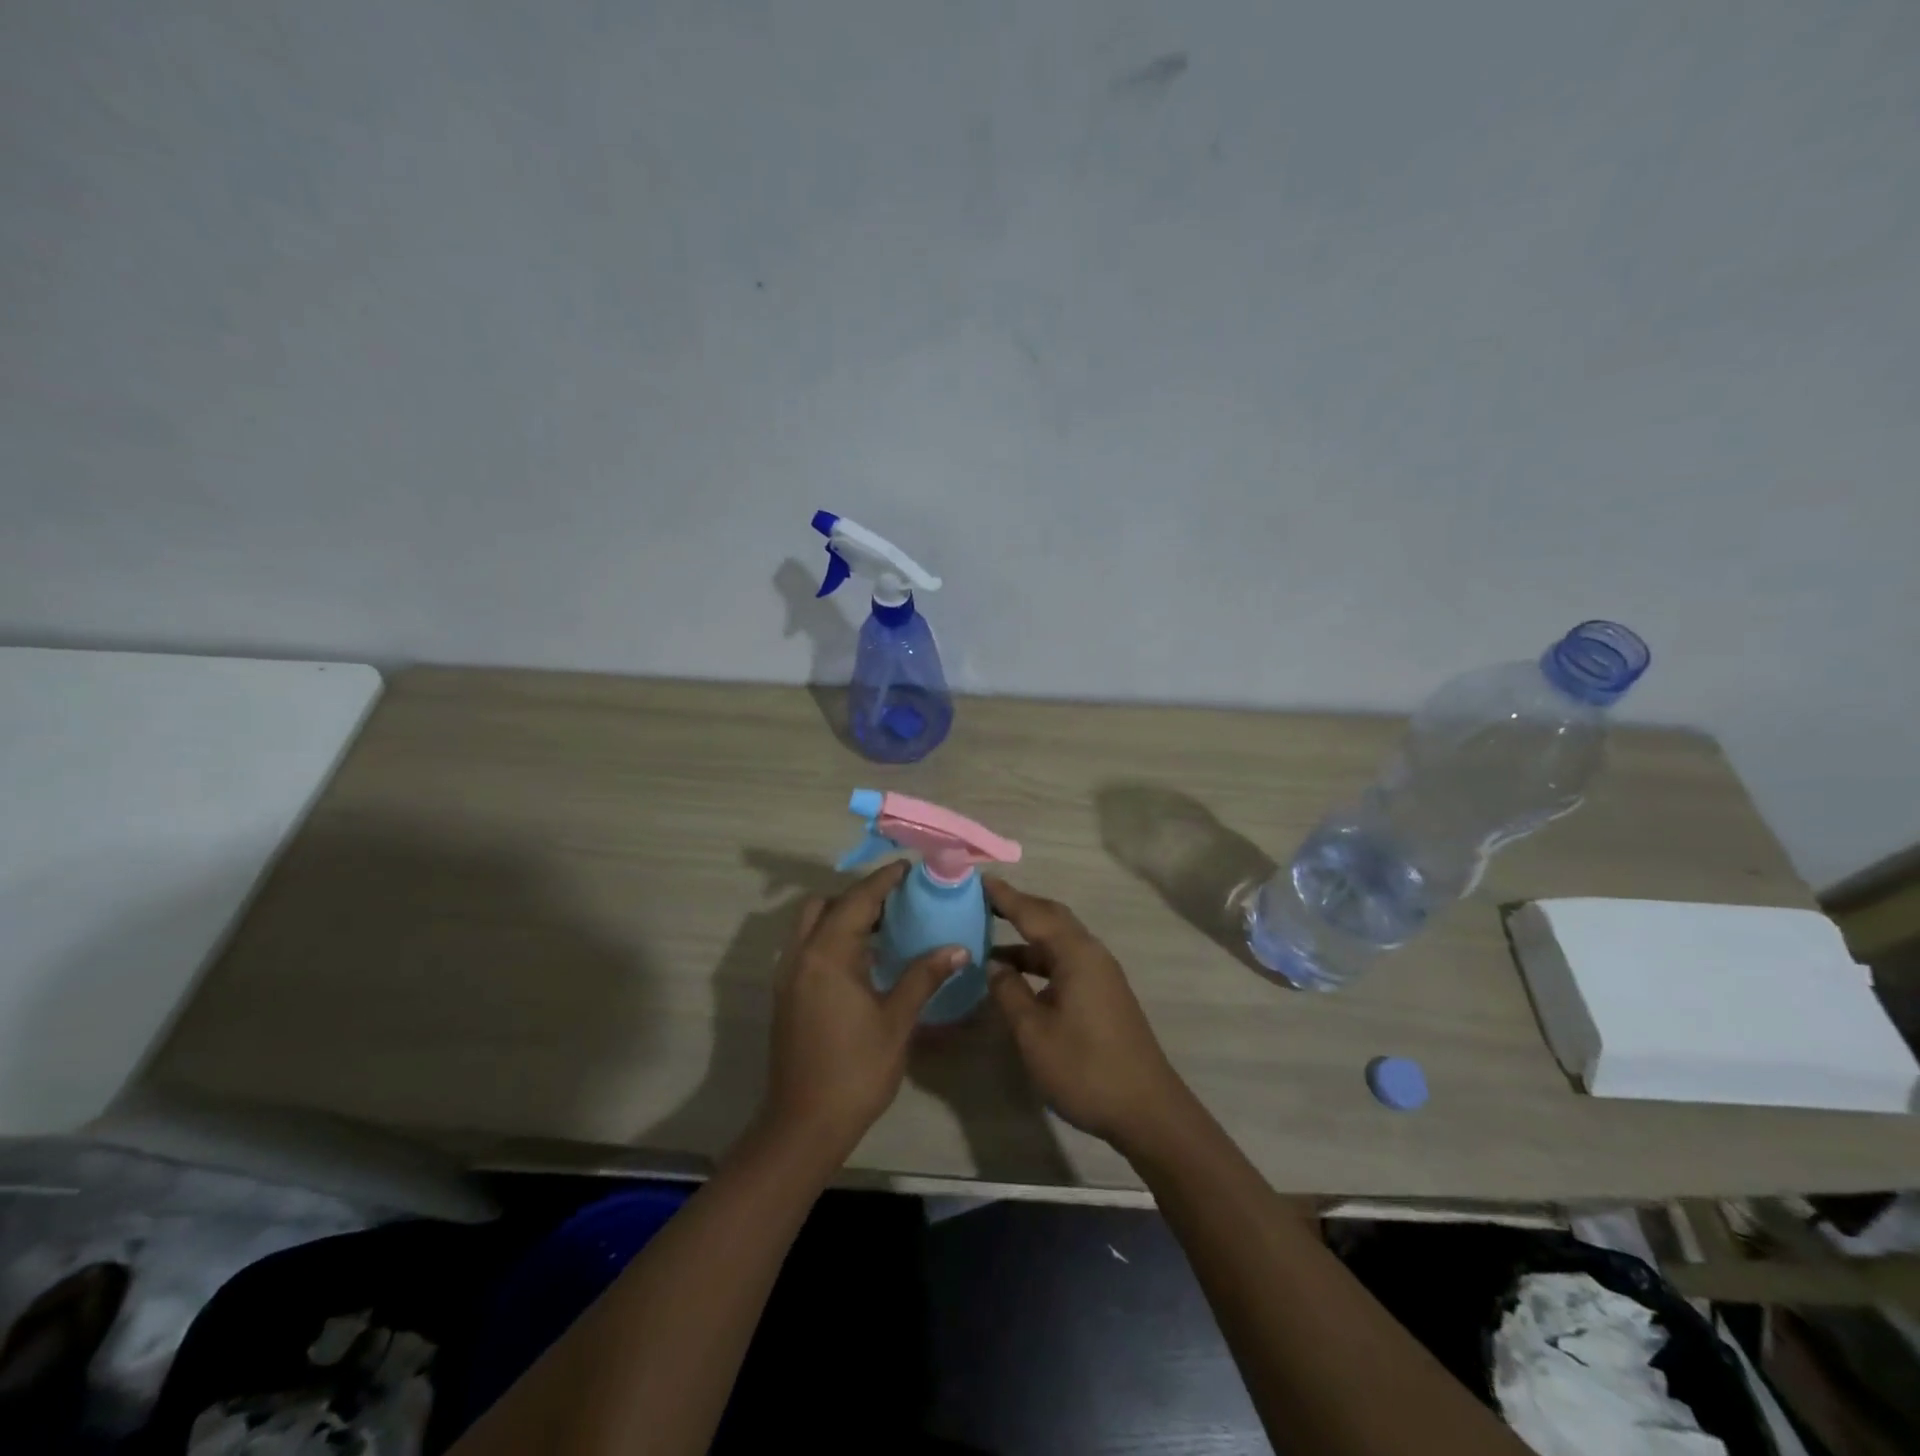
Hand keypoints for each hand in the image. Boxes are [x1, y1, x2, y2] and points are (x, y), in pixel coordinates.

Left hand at [760, 861, 965, 1161]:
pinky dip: (831, 937)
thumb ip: (924, 977)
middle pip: (826, 904)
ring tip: (883, 926)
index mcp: (828, 955)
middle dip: (859, 895)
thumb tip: (957, 947)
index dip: (884, 881)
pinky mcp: (786, 994)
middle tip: (896, 901)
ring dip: (842, 915)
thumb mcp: (896, 1021)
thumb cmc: (855, 1070)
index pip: (858, 901)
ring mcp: (788, 975)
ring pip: (811, 924)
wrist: (803, 1124)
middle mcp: (801, 955)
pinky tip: (862, 959)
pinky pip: (807, 946)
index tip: (908, 867)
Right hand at [985, 877, 1193, 1148]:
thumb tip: (994, 966)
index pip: (1033, 912)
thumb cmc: (1085, 1068)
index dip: (1004, 896)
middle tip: (982, 902)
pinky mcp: (1104, 994)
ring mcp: (1101, 974)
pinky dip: (1040, 959)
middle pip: (1051, 918)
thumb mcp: (1034, 1033)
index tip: (978, 880)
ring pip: (1059, 941)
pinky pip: (1066, 960)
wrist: (1147, 1110)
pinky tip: (1018, 976)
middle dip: (1018, 907)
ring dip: (1027, 937)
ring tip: (990, 939)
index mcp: (1076, 954)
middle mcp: (1092, 954)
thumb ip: (1010, 992)